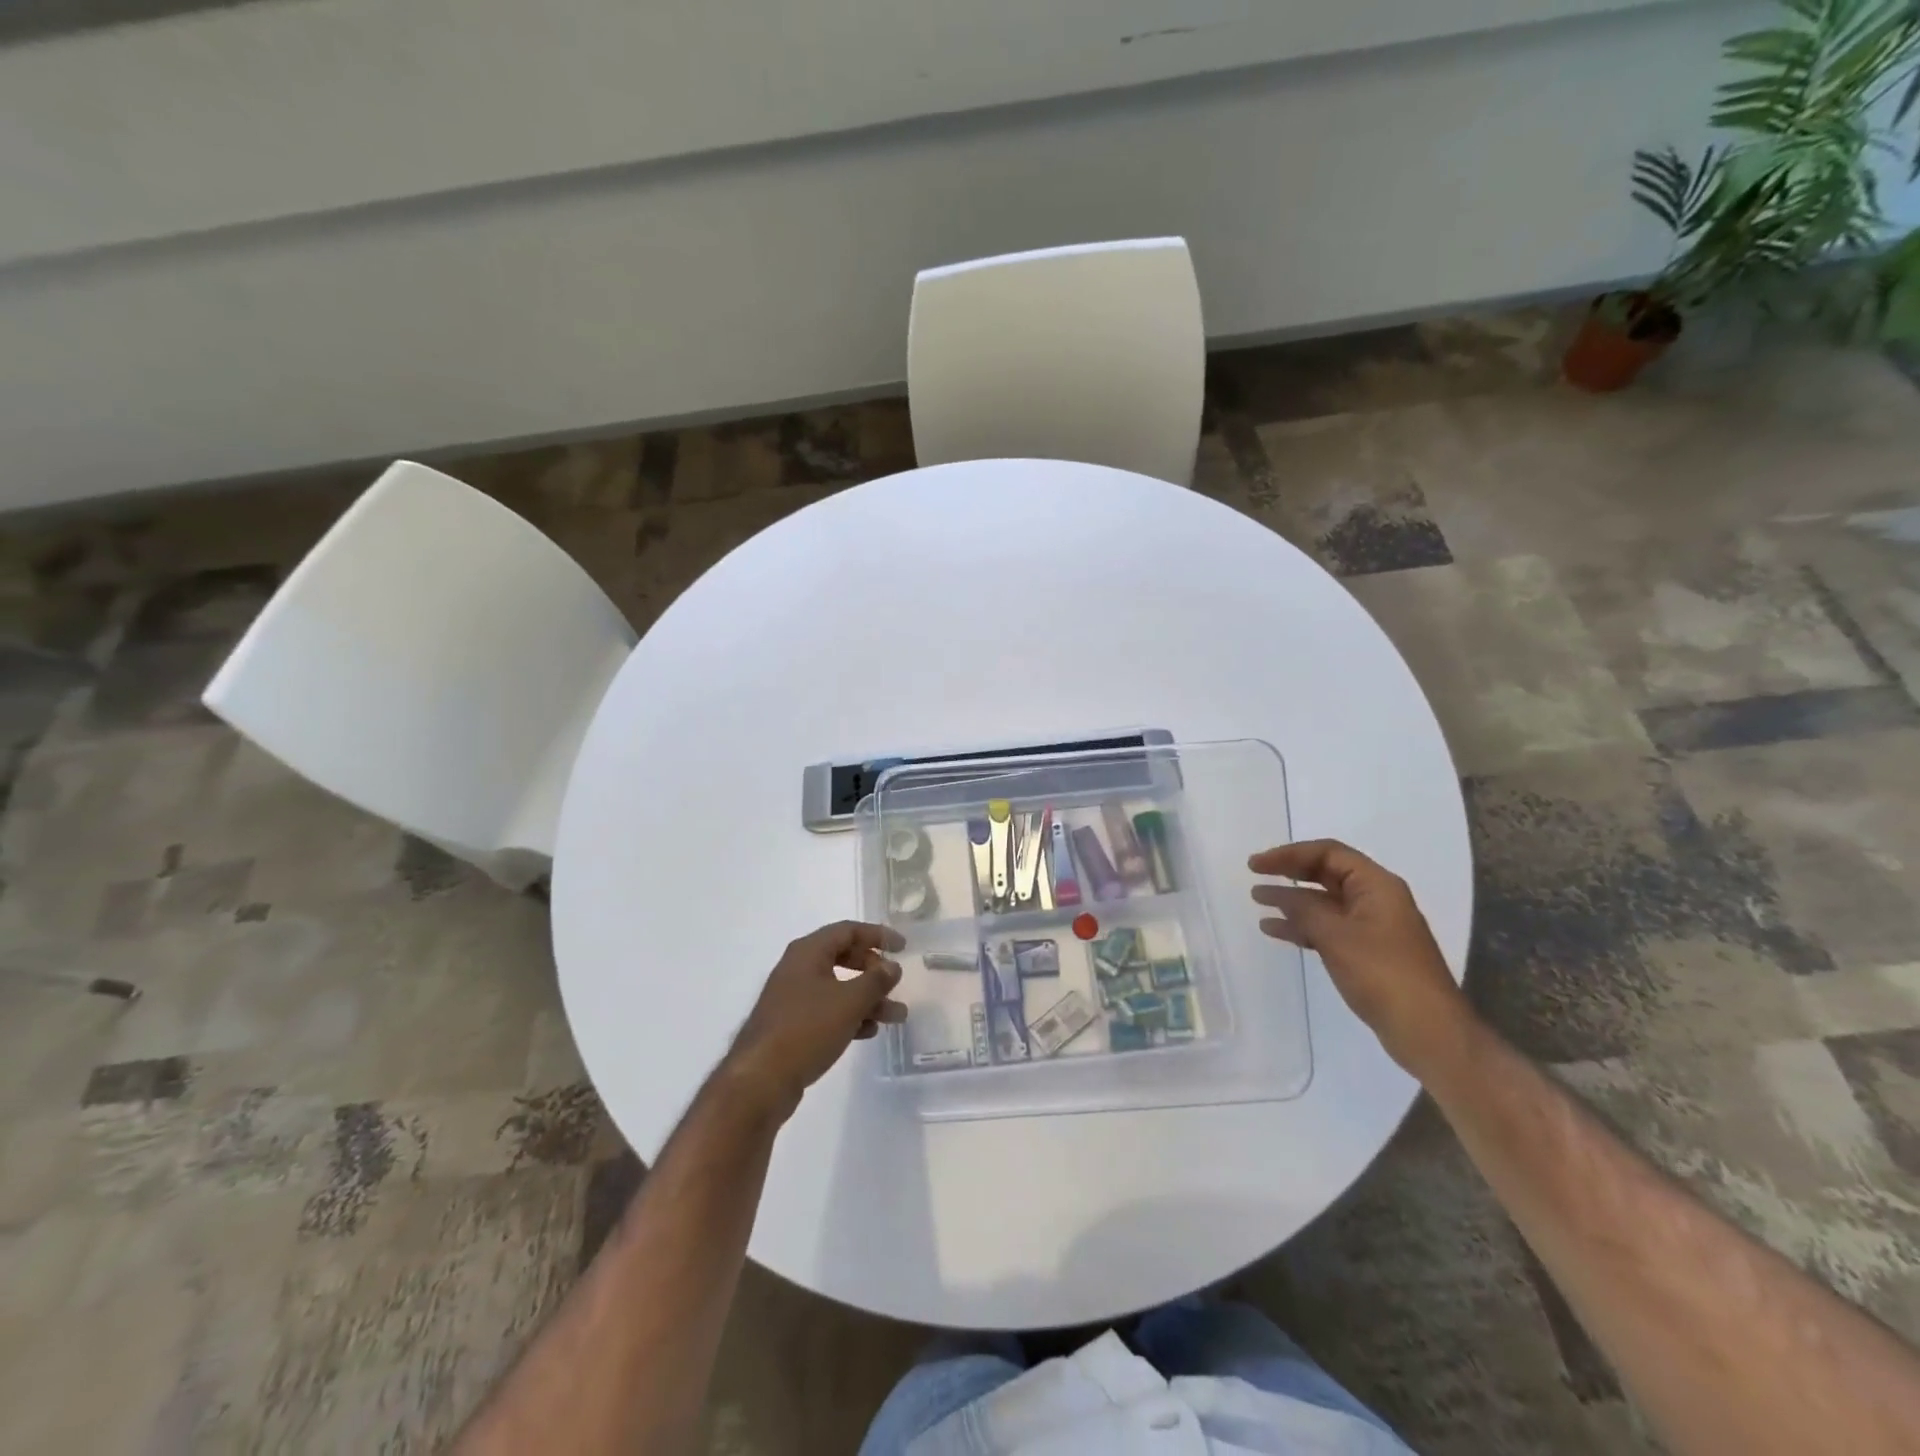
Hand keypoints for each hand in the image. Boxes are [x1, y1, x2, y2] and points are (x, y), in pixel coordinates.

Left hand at [721, 921, 906, 1118]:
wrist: (760, 1080)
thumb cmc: (807, 1029)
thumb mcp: (849, 1001)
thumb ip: (876, 980)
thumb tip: (891, 966)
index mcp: (808, 952)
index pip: (848, 931)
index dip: (877, 935)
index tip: (903, 947)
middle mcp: (798, 968)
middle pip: (843, 957)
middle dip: (873, 971)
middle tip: (895, 983)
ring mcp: (793, 998)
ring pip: (838, 988)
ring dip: (867, 999)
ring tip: (896, 1016)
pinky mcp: (792, 1025)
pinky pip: (827, 1011)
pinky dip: (850, 1016)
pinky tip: (868, 1031)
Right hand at [1249, 840, 1470, 1073]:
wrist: (1427, 1030)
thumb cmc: (1383, 974)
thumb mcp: (1336, 936)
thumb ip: (1303, 909)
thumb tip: (1278, 894)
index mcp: (1377, 885)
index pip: (1328, 853)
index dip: (1289, 854)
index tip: (1257, 865)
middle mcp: (1376, 899)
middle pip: (1326, 874)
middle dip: (1290, 873)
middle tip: (1255, 874)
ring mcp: (1372, 927)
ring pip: (1324, 902)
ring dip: (1292, 900)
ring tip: (1258, 901)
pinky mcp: (1366, 952)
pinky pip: (1328, 928)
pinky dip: (1302, 926)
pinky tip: (1275, 930)